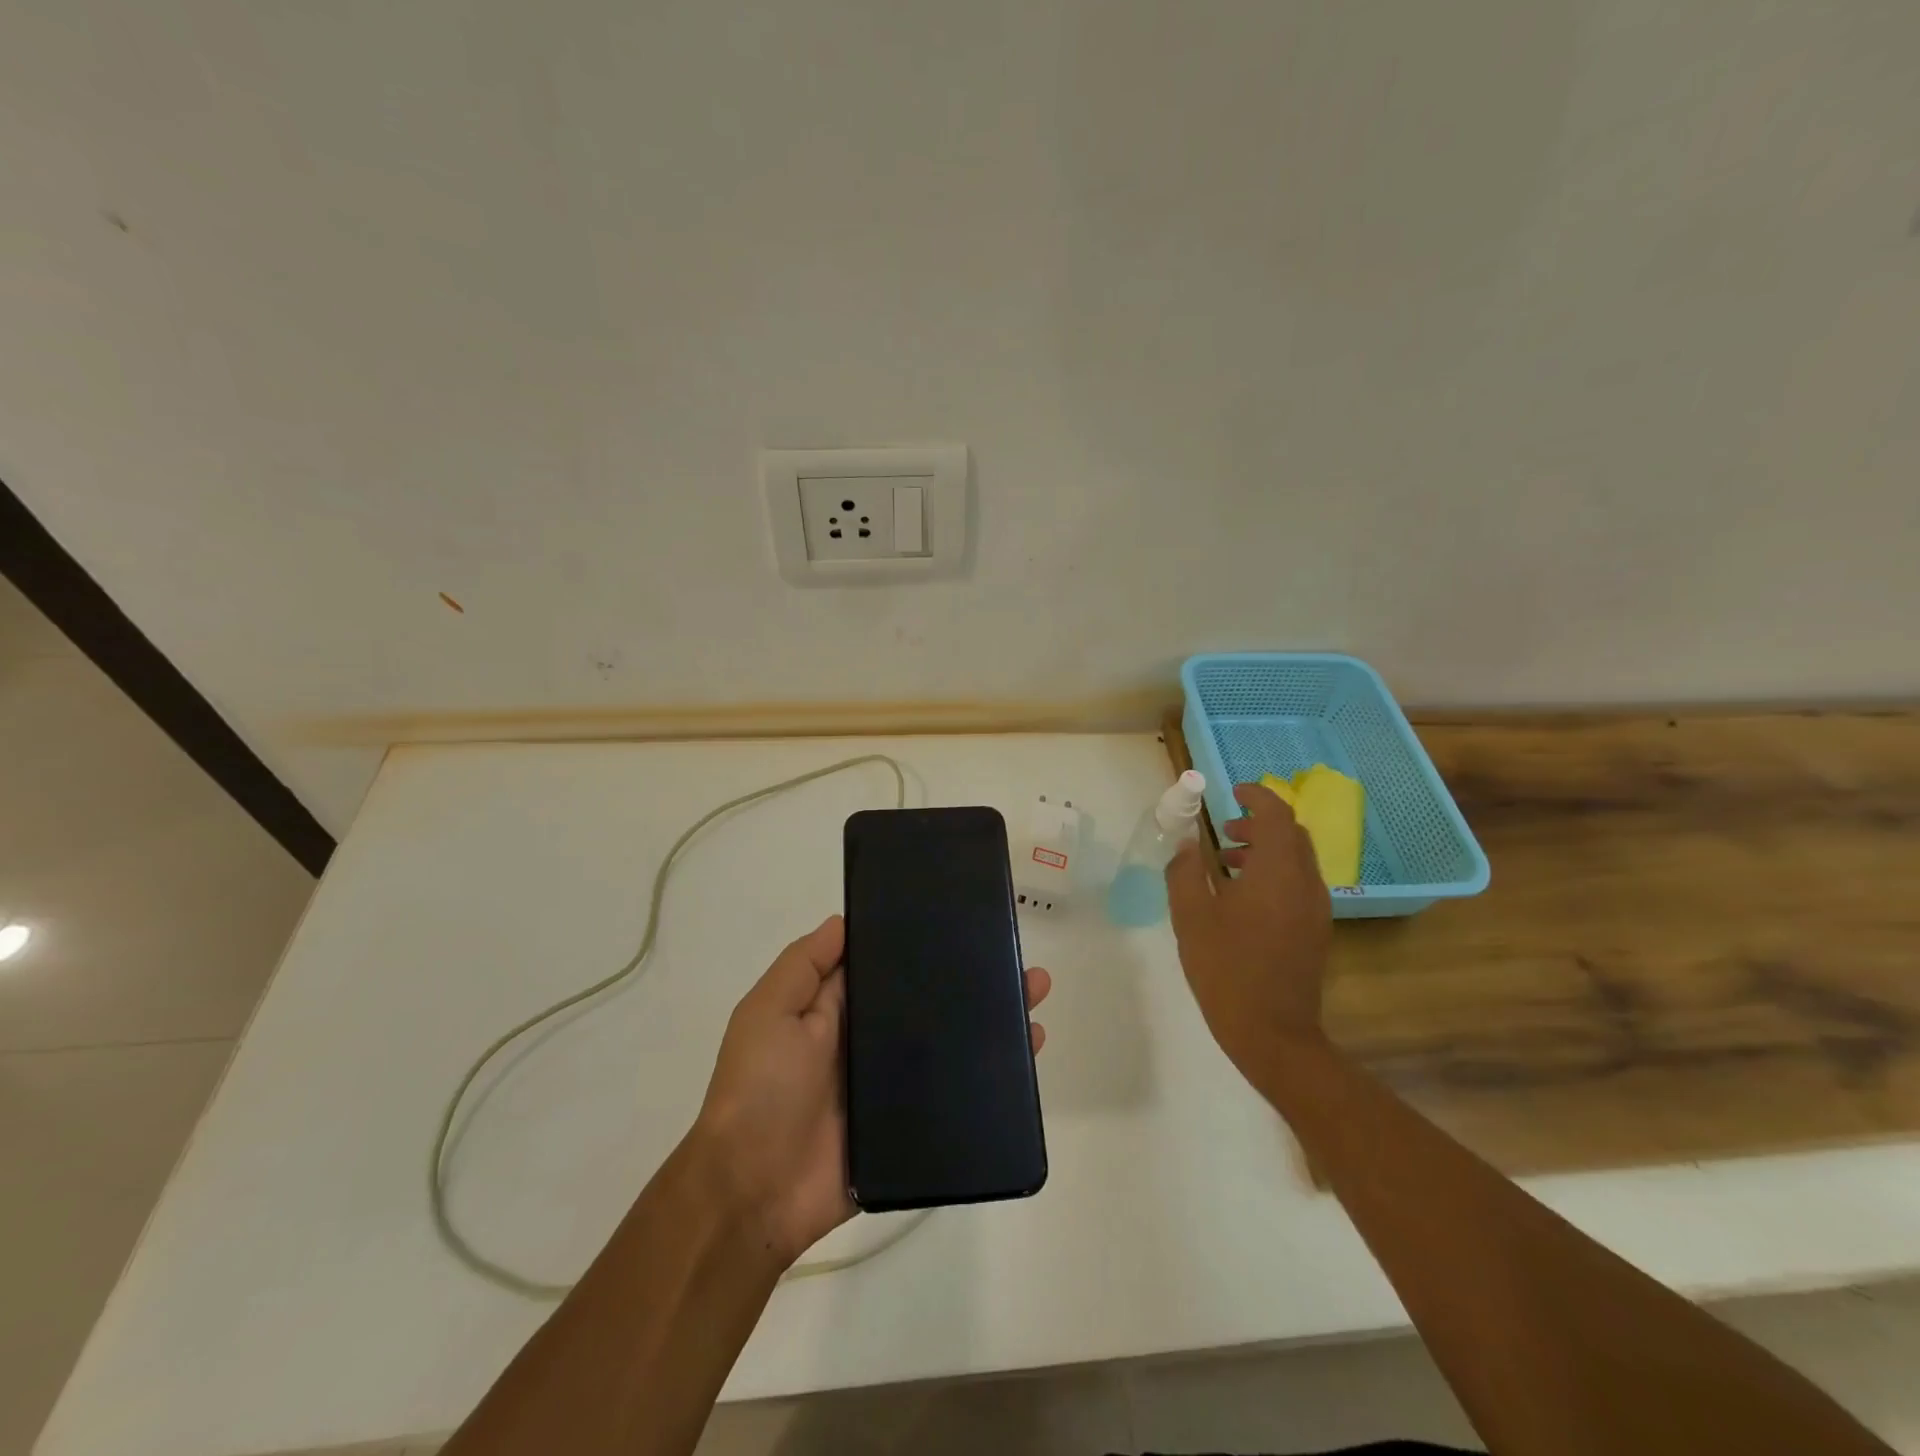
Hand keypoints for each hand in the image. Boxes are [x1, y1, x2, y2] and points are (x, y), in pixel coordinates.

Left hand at [692, 914, 1051, 1266]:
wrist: (756, 1192)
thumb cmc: (760, 1089)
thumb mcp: (768, 1011)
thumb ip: (804, 965)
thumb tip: (845, 920)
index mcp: (837, 1010)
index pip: (887, 967)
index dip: (920, 943)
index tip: (962, 918)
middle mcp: (869, 1042)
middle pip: (928, 1003)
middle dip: (970, 979)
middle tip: (1018, 956)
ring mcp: (893, 1086)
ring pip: (951, 1046)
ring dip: (992, 1021)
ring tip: (1035, 993)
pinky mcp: (912, 1126)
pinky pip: (957, 1095)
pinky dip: (993, 1078)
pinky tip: (1029, 1054)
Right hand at [1165, 782, 1331, 1081]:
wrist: (1273, 1033)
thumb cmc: (1226, 968)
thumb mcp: (1192, 916)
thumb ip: (1185, 870)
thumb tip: (1185, 842)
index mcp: (1278, 871)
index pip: (1276, 814)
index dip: (1256, 796)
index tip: (1231, 793)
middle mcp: (1305, 882)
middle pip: (1291, 834)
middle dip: (1259, 823)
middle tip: (1223, 830)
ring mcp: (1316, 908)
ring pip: (1296, 859)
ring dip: (1265, 849)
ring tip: (1226, 862)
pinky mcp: (1315, 929)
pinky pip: (1298, 883)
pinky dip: (1274, 873)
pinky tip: (1242, 898)